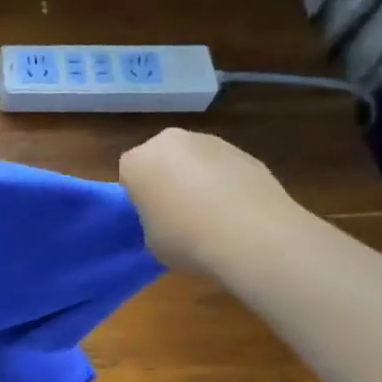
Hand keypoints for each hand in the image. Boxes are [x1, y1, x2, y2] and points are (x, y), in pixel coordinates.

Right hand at [118, 128, 305, 274]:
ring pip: (194, 161)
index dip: (139, 198)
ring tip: (213, 215)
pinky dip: (226, 183)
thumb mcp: (150, 239)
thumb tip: (168, 218)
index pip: (129, 176)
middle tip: (178, 214)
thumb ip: (152, 220)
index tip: (151, 218)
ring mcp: (210, 142)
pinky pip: (224, 168)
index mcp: (136, 161)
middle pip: (161, 160)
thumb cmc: (186, 238)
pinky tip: (237, 212)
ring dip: (198, 179)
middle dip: (167, 180)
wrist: (252, 235)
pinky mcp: (244, 151)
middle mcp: (169, 142)